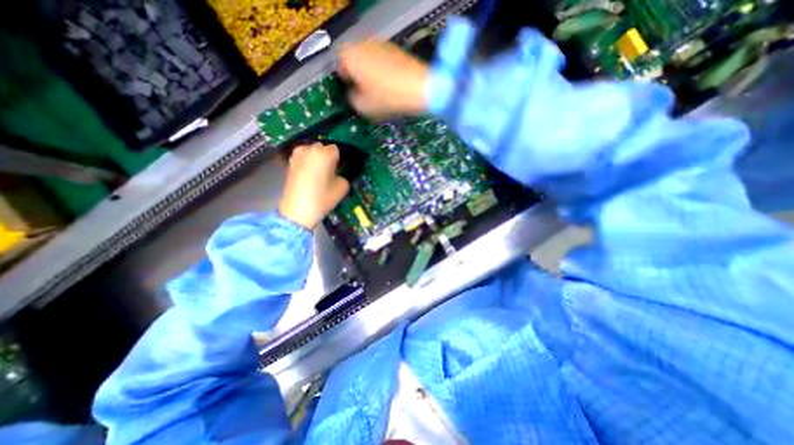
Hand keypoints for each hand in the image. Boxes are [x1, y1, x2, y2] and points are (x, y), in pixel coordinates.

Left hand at [278, 144, 349, 230]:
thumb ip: (343, 176)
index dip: (338, 160)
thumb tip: (338, 174)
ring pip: (311, 153)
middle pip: (322, 149)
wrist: (297, 211)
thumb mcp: (342, 187)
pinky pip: (303, 159)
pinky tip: (309, 178)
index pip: (336, 150)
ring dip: (316, 160)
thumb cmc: (322, 198)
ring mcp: (297, 155)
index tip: (339, 170)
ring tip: (319, 175)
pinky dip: (307, 165)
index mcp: (324, 153)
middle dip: (326, 157)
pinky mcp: (289, 163)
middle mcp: (309, 149)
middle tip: (330, 172)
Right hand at [339, 42, 431, 118]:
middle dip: (357, 77)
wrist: (418, 89)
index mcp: (350, 56)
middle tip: (364, 93)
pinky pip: (382, 61)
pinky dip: (382, 71)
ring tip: (379, 91)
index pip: (339, 68)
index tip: (351, 94)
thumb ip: (352, 100)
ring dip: (370, 74)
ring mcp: (381, 45)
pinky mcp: (396, 50)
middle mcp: (363, 45)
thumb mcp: (363, 107)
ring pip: (368, 60)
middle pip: (354, 62)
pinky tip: (390, 86)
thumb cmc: (388, 98)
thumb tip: (353, 95)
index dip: (344, 84)